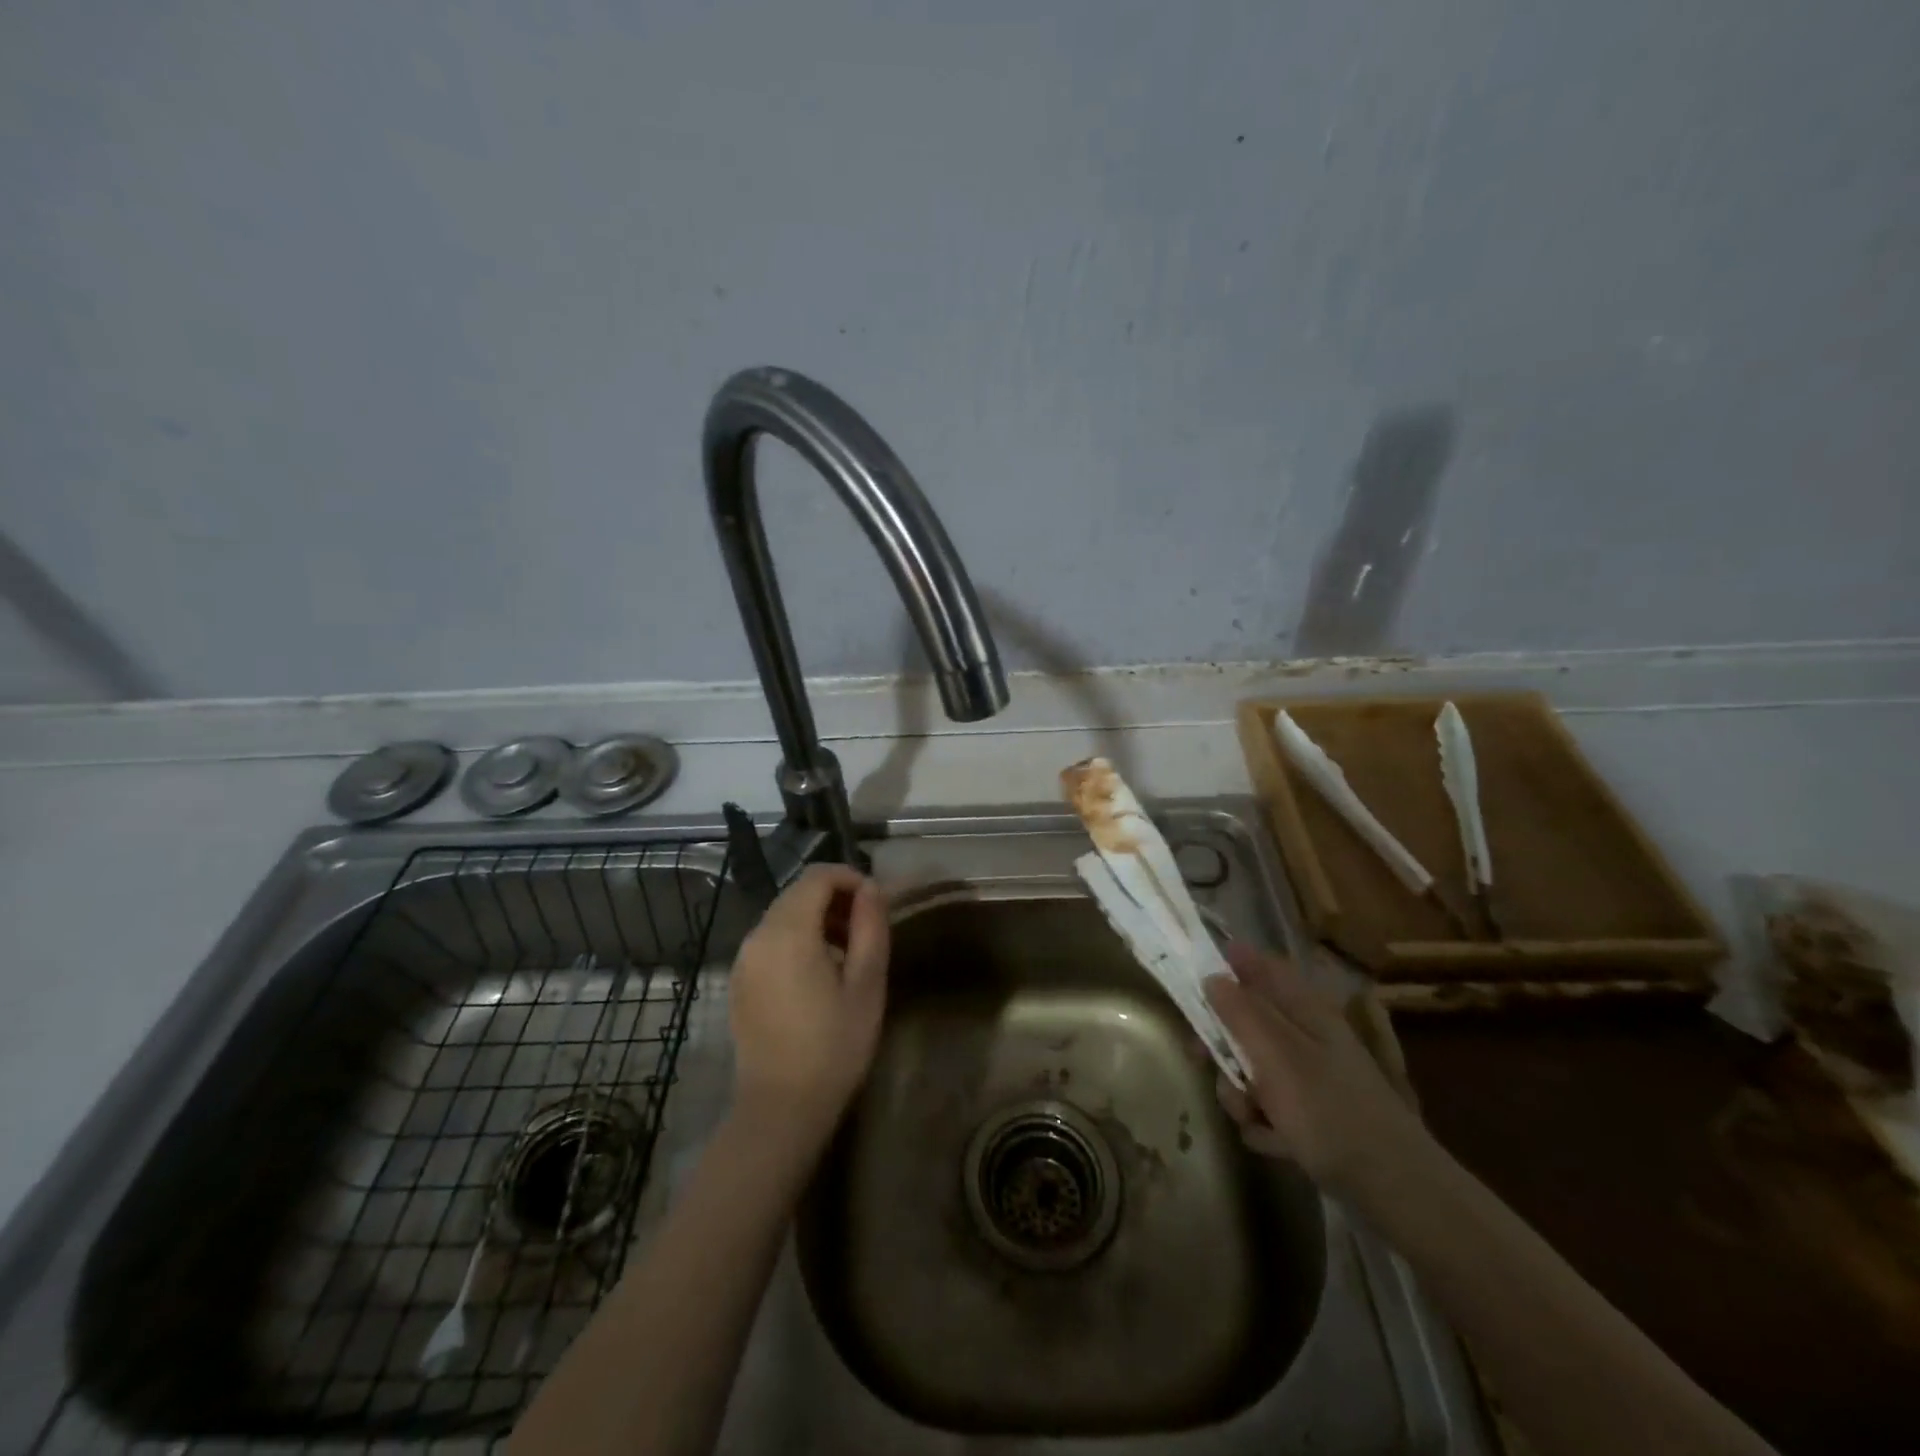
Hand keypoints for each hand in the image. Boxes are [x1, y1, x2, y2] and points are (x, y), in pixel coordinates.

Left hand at [729, 864, 889, 1136]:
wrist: (780, 1109)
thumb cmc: (833, 1047)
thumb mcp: (866, 985)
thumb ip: (870, 927)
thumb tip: (871, 889)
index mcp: (788, 931)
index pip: (818, 876)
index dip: (851, 878)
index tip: (877, 904)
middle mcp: (758, 935)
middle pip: (798, 892)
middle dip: (835, 898)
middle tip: (867, 930)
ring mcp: (744, 958)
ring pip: (784, 914)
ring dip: (817, 918)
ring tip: (848, 953)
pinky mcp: (740, 980)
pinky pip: (771, 939)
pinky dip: (797, 938)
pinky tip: (819, 973)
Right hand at [1204, 941, 1422, 1192]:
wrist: (1394, 1188)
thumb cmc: (1329, 1110)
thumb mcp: (1275, 1056)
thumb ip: (1240, 1013)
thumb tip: (1212, 976)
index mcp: (1305, 1009)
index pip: (1262, 966)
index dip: (1229, 963)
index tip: (1196, 979)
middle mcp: (1307, 1035)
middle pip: (1248, 1022)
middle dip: (1224, 1047)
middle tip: (1204, 1060)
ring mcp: (1311, 1076)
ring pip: (1254, 1068)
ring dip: (1242, 1093)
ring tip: (1253, 1116)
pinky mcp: (1313, 1114)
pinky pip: (1270, 1106)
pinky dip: (1265, 1124)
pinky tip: (1274, 1142)